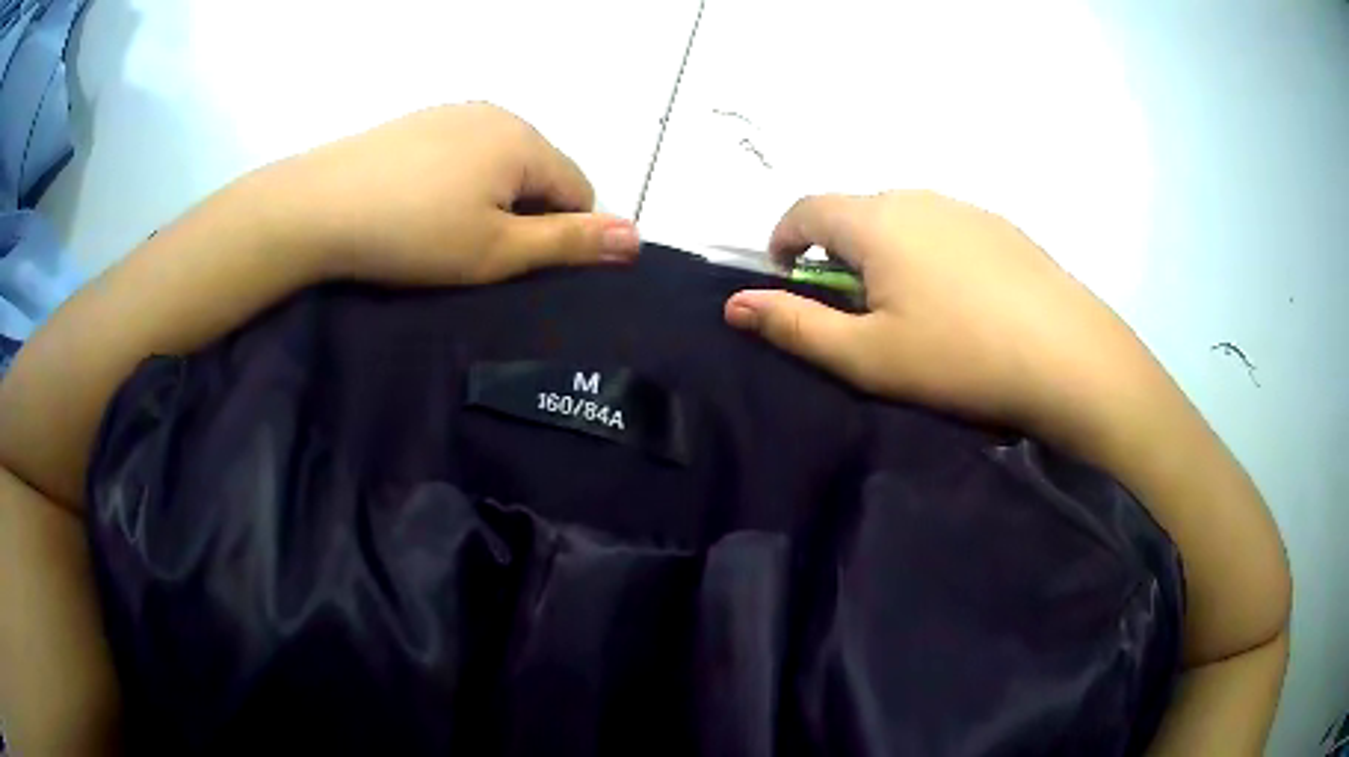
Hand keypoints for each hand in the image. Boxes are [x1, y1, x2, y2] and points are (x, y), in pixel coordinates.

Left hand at [255, 102, 639, 285]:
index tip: (518, 265)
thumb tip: (637, 238)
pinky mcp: (419, 122)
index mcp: (525, 141)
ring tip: (444, 232)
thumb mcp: (497, 251)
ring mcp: (454, 113)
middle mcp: (498, 114)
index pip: (579, 189)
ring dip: (491, 197)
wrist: (317, 206)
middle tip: (477, 253)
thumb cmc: (414, 233)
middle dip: (525, 213)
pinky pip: (462, 152)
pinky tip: (420, 204)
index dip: (562, 233)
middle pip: (539, 171)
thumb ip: (569, 243)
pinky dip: (458, 180)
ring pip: (499, 162)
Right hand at [723, 191, 1166, 447]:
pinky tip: (958, 300)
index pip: (805, 208)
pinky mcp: (1001, 226)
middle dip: (836, 250)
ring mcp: (964, 207)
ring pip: (903, 217)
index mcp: (876, 221)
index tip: (786, 277)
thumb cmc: (959, 357)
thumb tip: (734, 304)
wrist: (1068, 356)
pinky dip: (928, 252)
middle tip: (852, 306)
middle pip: (855, 210)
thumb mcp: (867, 356)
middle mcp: (917, 197)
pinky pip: (944, 227)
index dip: (783, 238)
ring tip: (907, 306)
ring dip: (884, 250)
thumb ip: (795, 326)